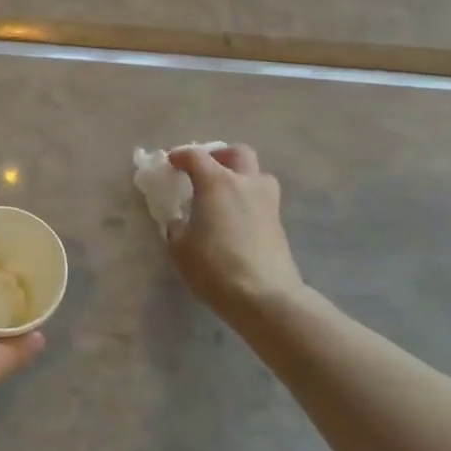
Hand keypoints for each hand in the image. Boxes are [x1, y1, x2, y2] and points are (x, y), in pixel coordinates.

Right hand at [166, 144, 313, 323]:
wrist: (265, 297)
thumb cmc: (214, 267)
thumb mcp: (180, 249)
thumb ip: (177, 229)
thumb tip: (181, 222)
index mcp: (216, 183)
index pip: (196, 156)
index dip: (180, 156)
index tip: (171, 163)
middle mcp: (245, 184)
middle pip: (238, 153)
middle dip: (220, 155)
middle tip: (206, 169)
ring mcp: (267, 202)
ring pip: (258, 174)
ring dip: (242, 176)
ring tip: (226, 194)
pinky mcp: (279, 224)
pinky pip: (263, 199)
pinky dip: (249, 200)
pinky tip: (237, 220)